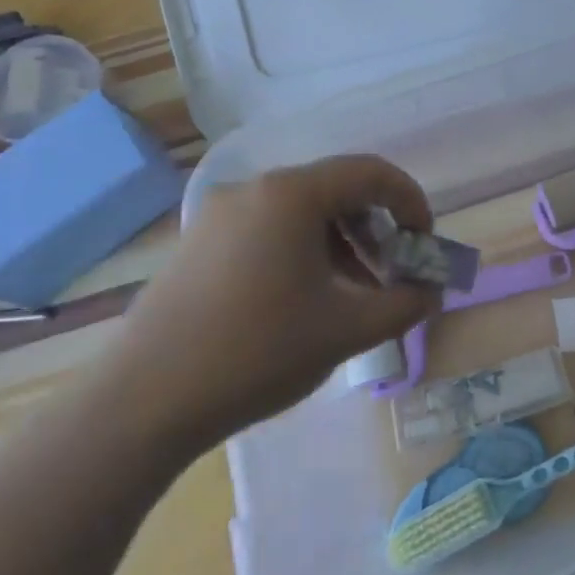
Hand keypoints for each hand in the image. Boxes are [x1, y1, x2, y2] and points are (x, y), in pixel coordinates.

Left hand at [107, 155, 442, 444]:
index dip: (410, 202)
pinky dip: (303, 251)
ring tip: (354, 293)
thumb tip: (431, 292)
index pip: (371, 173)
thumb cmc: (257, 353)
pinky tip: (306, 299)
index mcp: (292, 194)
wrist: (143, 401)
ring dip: (341, 243)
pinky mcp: (198, 242)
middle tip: (393, 275)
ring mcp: (219, 214)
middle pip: (336, 190)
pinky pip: (268, 229)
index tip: (425, 244)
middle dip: (376, 229)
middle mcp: (254, 189)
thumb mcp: (346, 330)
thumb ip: (404, 304)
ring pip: (301, 212)